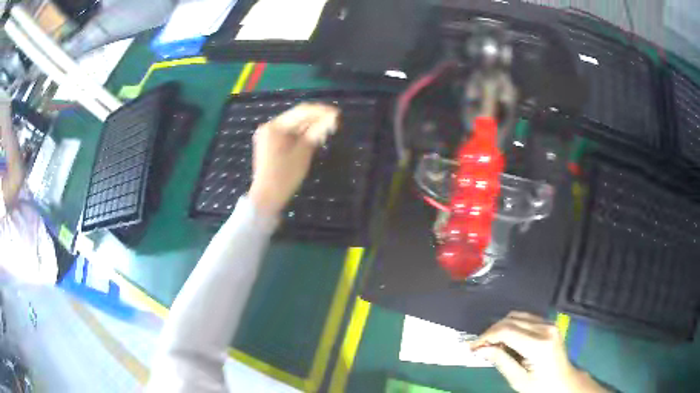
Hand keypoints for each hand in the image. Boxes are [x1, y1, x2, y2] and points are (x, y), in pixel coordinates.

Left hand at [248, 103, 338, 215]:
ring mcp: (268, 135)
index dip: (321, 112)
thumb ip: (316, 133)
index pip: (301, 112)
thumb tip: (331, 118)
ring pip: (294, 126)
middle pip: (297, 118)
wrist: (266, 197)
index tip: (337, 113)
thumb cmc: (285, 176)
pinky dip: (302, 135)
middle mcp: (269, 127)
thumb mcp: (303, 153)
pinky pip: (288, 135)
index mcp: (275, 126)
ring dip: (310, 127)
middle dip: (316, 119)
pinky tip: (315, 137)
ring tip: (329, 129)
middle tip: (336, 122)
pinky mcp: (270, 144)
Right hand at [471, 312, 607, 392]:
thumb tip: (480, 349)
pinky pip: (526, 318)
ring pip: (518, 316)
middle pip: (511, 320)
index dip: (486, 336)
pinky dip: (512, 326)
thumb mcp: (518, 380)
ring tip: (493, 344)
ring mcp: (549, 324)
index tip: (472, 347)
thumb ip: (501, 361)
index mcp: (539, 344)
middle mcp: (545, 328)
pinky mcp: (549, 324)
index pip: (507, 331)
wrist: (563, 382)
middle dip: (492, 331)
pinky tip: (508, 340)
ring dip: (501, 327)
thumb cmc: (540, 386)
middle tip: (480, 347)